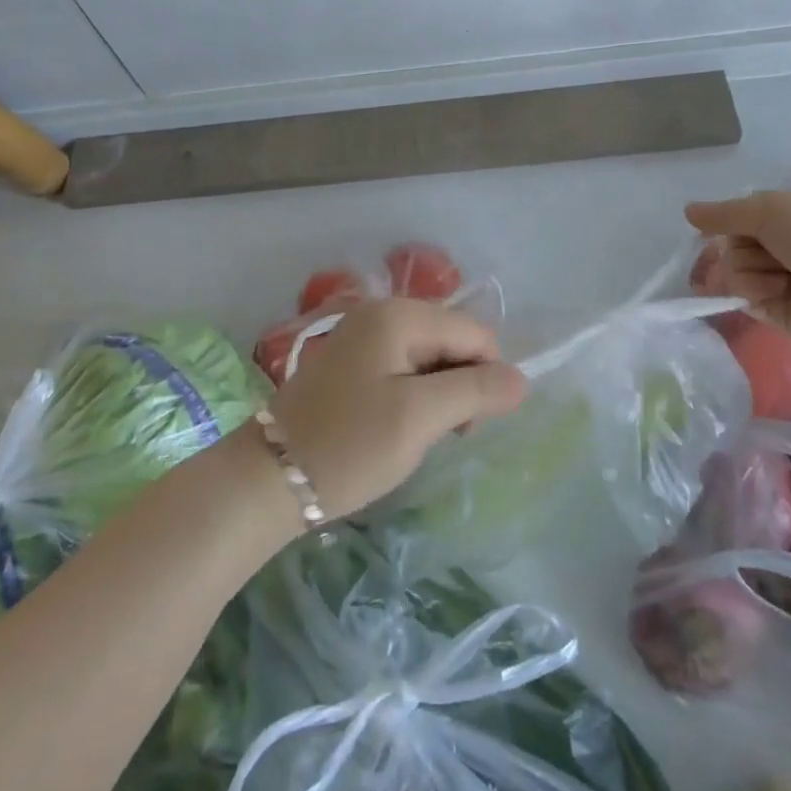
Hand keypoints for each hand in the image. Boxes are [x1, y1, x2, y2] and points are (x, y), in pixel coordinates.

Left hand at [267, 298, 524, 519]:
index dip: (483, 377)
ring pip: (429, 356)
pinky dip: (412, 395)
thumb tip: (521, 379)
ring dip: (437, 394)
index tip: (464, 426)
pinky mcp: (350, 360)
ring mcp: (362, 334)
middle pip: (452, 340)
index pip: (475, 333)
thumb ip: (475, 391)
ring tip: (415, 434)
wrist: (268, 478)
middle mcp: (381, 312)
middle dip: (459, 385)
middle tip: (440, 433)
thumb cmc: (349, 445)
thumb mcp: (419, 418)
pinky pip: (402, 367)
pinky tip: (395, 426)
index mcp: (399, 315)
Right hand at [685, 190, 790, 354]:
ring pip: (734, 268)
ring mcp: (782, 278)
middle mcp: (787, 244)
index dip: (731, 219)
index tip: (724, 224)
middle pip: (734, 241)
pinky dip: (754, 292)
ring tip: (781, 278)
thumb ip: (725, 213)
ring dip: (751, 270)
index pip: (744, 213)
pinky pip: (743, 296)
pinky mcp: (776, 310)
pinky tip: (775, 295)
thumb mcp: (770, 210)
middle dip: (743, 247)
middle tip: (768, 251)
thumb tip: (688, 211)